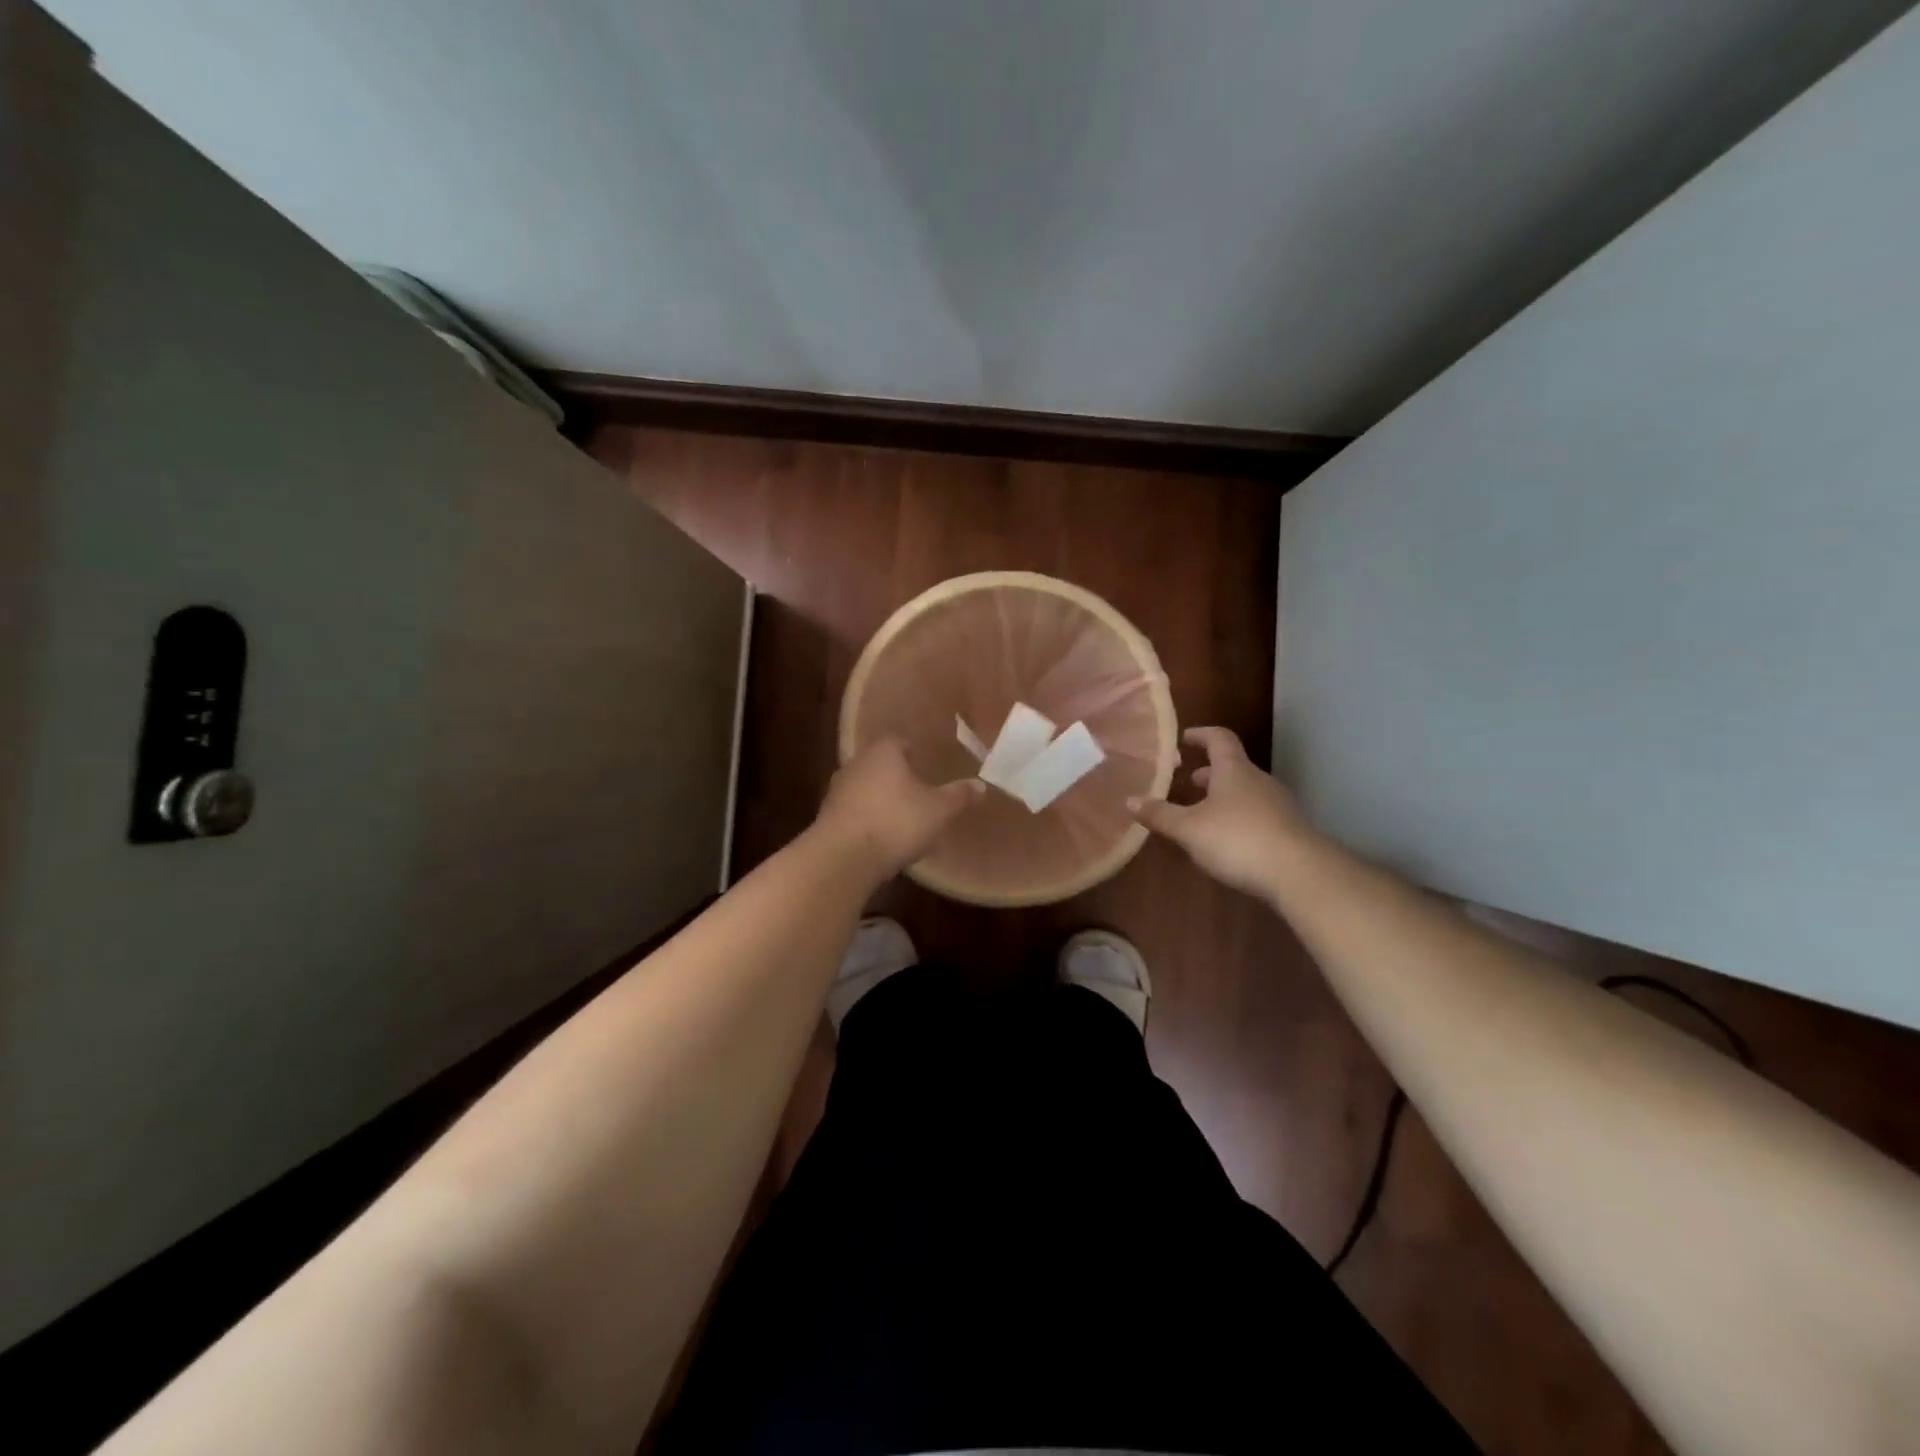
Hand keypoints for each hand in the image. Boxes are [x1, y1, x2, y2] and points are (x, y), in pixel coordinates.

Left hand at [813, 738, 984, 882]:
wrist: (844, 858)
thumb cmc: (896, 822)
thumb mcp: (938, 810)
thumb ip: (959, 796)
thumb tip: (981, 785)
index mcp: (884, 752)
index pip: (899, 741)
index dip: (914, 752)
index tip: (927, 765)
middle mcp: (857, 763)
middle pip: (881, 763)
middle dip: (897, 775)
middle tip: (919, 791)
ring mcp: (837, 789)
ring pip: (865, 787)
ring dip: (880, 798)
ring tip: (901, 816)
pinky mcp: (828, 816)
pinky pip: (854, 810)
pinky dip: (867, 817)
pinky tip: (880, 836)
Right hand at [1129, 727, 1314, 899]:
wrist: (1300, 873)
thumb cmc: (1238, 839)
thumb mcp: (1189, 829)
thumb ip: (1160, 815)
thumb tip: (1130, 800)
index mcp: (1234, 771)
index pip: (1219, 739)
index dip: (1201, 735)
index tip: (1184, 739)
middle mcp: (1258, 781)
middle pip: (1233, 767)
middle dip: (1209, 773)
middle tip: (1188, 782)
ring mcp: (1278, 806)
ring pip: (1246, 792)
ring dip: (1224, 798)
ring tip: (1203, 814)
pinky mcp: (1289, 831)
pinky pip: (1258, 815)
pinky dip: (1239, 818)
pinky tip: (1227, 841)